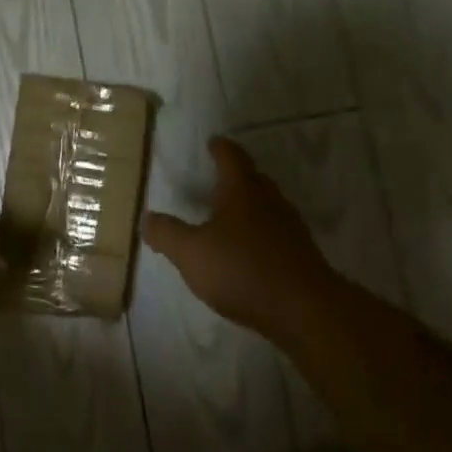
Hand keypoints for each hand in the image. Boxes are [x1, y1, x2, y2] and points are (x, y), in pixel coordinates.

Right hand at [143, 137, 338, 342]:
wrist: (303, 309)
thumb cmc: (242, 269)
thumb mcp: (191, 253)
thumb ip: (167, 234)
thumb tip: (147, 218)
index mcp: (242, 190)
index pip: (231, 157)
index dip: (220, 148)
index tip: (213, 142)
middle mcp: (270, 201)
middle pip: (253, 179)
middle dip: (236, 176)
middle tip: (217, 178)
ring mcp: (289, 227)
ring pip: (266, 206)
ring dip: (248, 207)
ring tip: (229, 216)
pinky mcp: (300, 254)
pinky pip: (275, 233)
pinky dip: (259, 233)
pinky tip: (248, 251)